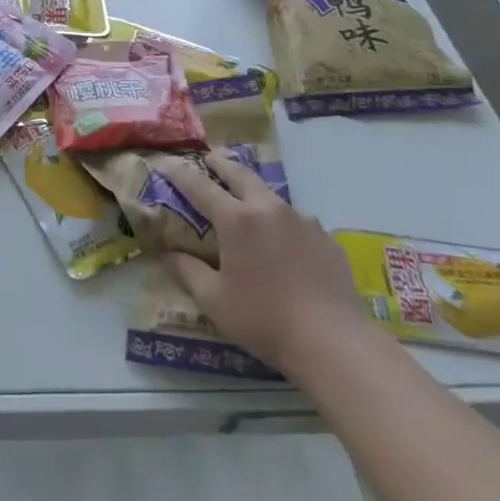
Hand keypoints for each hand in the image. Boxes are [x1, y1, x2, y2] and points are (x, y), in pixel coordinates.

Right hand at [159, 152, 369, 375]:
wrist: (334, 341)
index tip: (166, 163)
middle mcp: (269, 209)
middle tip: (209, 159)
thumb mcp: (214, 300)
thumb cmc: (264, 318)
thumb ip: (186, 272)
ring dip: (253, 191)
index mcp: (237, 220)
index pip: (200, 187)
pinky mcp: (325, 238)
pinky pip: (296, 220)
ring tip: (246, 200)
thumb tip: (166, 254)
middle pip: (240, 175)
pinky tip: (283, 242)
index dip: (180, 174)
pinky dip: (281, 221)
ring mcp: (302, 221)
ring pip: (271, 195)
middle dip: (221, 164)